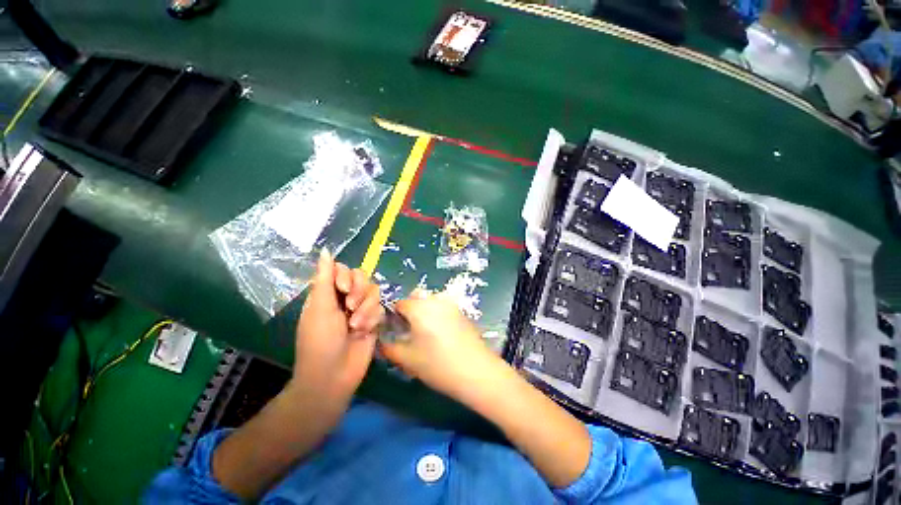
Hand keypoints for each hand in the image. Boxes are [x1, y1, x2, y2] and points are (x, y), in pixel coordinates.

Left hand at [290, 249, 381, 405]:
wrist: (334, 375)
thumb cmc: (319, 341)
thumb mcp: (320, 307)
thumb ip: (325, 278)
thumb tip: (325, 250)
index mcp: (328, 293)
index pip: (343, 269)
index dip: (346, 276)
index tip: (343, 289)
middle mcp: (345, 298)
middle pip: (362, 277)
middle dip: (359, 291)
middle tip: (350, 308)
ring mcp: (361, 309)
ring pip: (374, 292)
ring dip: (366, 308)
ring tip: (356, 326)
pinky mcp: (374, 320)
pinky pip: (380, 308)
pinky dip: (372, 319)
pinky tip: (363, 332)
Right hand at [379, 290, 502, 400]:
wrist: (476, 371)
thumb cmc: (437, 365)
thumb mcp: (407, 359)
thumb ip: (388, 348)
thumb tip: (381, 341)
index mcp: (420, 307)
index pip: (399, 303)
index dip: (393, 316)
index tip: (394, 331)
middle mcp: (435, 300)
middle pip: (416, 297)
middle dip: (409, 311)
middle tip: (409, 332)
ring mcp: (451, 305)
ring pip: (431, 301)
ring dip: (424, 311)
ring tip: (426, 334)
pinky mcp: (462, 312)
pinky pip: (443, 307)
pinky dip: (437, 315)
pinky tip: (441, 335)